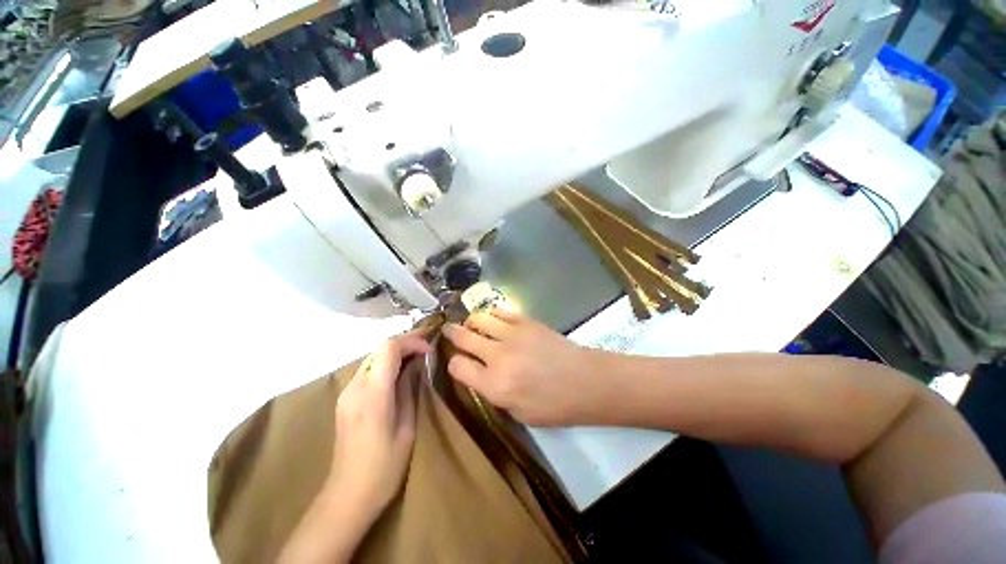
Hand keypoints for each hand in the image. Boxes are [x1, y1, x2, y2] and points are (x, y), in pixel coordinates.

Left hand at [327, 332, 432, 517]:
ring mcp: (346, 393)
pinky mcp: (345, 399)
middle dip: (405, 342)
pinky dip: (386, 363)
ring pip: (373, 357)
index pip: (389, 349)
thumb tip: (417, 364)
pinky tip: (400, 371)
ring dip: (396, 351)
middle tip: (427, 345)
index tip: (430, 349)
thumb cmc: (384, 466)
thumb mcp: (407, 427)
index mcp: (373, 395)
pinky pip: (368, 369)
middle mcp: (355, 388)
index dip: (412, 341)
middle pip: (380, 349)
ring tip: (417, 355)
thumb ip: (409, 390)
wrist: (348, 495)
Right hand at [443, 308, 602, 425]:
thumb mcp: (518, 413)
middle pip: (463, 337)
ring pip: (479, 319)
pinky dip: (491, 314)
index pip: (457, 366)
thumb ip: (493, 393)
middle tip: (449, 331)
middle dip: (452, 334)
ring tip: (470, 324)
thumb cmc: (554, 406)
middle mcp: (498, 357)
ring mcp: (512, 335)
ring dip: (470, 321)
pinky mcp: (526, 322)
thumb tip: (481, 374)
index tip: (458, 362)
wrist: (585, 381)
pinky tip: (492, 319)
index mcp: (494, 385)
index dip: (453, 363)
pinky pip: (500, 312)